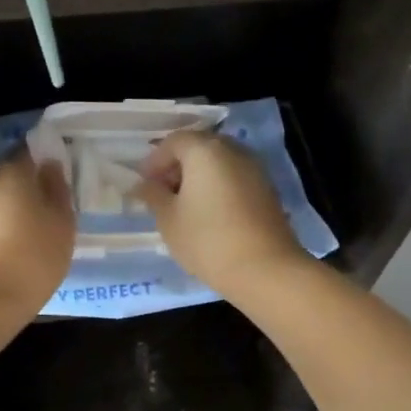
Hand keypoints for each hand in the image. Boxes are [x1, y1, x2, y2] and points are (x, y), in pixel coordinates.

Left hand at [0, 148, 74, 317]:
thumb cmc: (31, 260)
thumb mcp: (62, 227)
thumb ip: (58, 192)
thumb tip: (50, 167)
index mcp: (11, 174)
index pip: (28, 153)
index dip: (42, 163)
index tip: (54, 181)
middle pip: (4, 179)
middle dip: (21, 192)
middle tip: (40, 216)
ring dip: (0, 215)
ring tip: (18, 242)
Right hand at [134, 131, 308, 297]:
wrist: (265, 269)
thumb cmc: (207, 240)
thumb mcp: (168, 219)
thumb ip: (153, 195)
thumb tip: (143, 185)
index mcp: (205, 151)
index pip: (174, 141)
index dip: (154, 160)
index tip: (143, 183)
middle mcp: (233, 151)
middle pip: (199, 147)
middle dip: (177, 165)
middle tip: (161, 191)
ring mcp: (255, 169)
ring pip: (219, 162)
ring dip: (198, 176)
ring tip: (183, 205)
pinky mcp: (267, 190)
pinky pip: (234, 177)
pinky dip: (218, 186)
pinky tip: (208, 213)